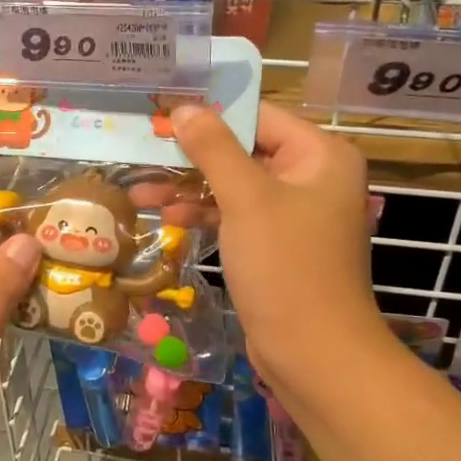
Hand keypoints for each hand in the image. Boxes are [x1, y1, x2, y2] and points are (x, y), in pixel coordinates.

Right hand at [170, 103, 390, 402]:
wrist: (312, 352)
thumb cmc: (285, 266)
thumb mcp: (246, 200)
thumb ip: (213, 149)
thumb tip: (184, 108)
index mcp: (321, 155)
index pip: (258, 116)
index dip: (209, 114)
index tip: (161, 114)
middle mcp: (312, 177)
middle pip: (243, 151)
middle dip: (192, 156)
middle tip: (143, 153)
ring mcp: (294, 213)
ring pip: (234, 186)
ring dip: (190, 188)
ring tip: (140, 192)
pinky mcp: (276, 244)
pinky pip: (236, 215)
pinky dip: (205, 215)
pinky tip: (168, 218)